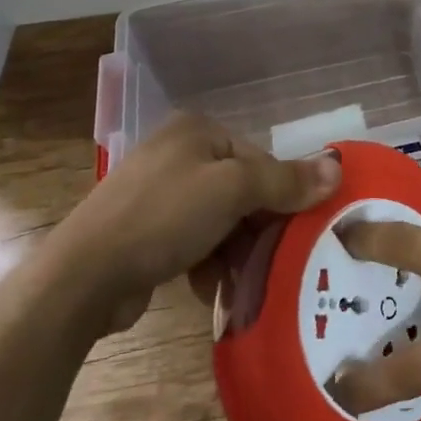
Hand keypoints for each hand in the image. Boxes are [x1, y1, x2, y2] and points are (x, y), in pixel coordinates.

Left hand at [49, 113, 338, 335]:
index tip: (294, 233)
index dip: (281, 195)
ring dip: (235, 252)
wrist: (82, 276)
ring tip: (243, 283)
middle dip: (256, 229)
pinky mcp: (144, 230)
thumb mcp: (233, 191)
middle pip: (241, 190)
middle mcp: (179, 153)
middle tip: (274, 262)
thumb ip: (286, 181)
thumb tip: (338, 167)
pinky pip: (193, 241)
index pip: (259, 158)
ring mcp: (158, 192)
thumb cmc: (164, 217)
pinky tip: (211, 290)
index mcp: (198, 130)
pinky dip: (207, 264)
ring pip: (219, 220)